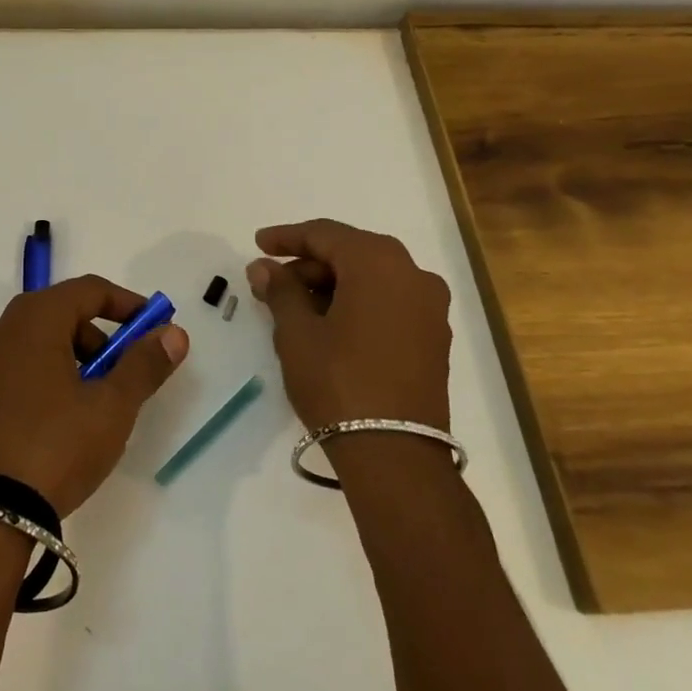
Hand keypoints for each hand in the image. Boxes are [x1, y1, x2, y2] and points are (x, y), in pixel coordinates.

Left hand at [0, 275, 188, 515]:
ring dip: (68, 360)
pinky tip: (52, 424)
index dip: (126, 304)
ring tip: (89, 406)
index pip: (88, 290)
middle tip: (121, 375)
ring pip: (33, 345)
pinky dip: (39, 380)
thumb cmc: (55, 446)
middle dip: (98, 338)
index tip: (153, 328)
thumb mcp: (112, 407)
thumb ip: (144, 364)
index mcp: (33, 320)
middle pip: (58, 315)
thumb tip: (173, 333)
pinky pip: (10, 373)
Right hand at [246, 219, 452, 432]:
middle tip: (272, 283)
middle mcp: (413, 274)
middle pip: (351, 253)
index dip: (287, 237)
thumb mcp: (297, 333)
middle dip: (309, 265)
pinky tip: (330, 325)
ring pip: (372, 278)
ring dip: (332, 285)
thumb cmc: (338, 382)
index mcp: (379, 263)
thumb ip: (280, 290)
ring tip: (296, 308)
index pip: (325, 234)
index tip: (258, 245)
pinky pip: (389, 302)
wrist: (395, 455)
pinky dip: (358, 303)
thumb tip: (264, 267)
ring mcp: (430, 308)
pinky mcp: (433, 337)